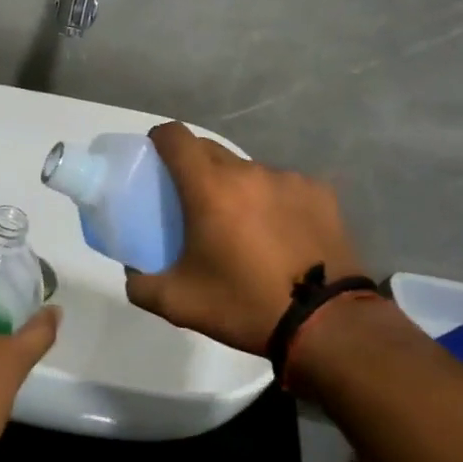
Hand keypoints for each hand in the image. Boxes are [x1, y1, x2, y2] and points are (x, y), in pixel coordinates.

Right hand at [125, 123, 363, 355]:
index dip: (159, 140)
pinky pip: (283, 186)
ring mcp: (288, 179)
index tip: (154, 161)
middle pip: (209, 150)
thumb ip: (142, 285)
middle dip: (194, 166)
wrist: (328, 324)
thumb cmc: (246, 305)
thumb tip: (133, 273)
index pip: (175, 136)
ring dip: (236, 187)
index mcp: (209, 188)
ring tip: (243, 225)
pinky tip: (282, 234)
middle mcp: (248, 171)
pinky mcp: (320, 192)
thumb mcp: (180, 304)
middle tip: (192, 201)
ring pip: (248, 170)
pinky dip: (273, 201)